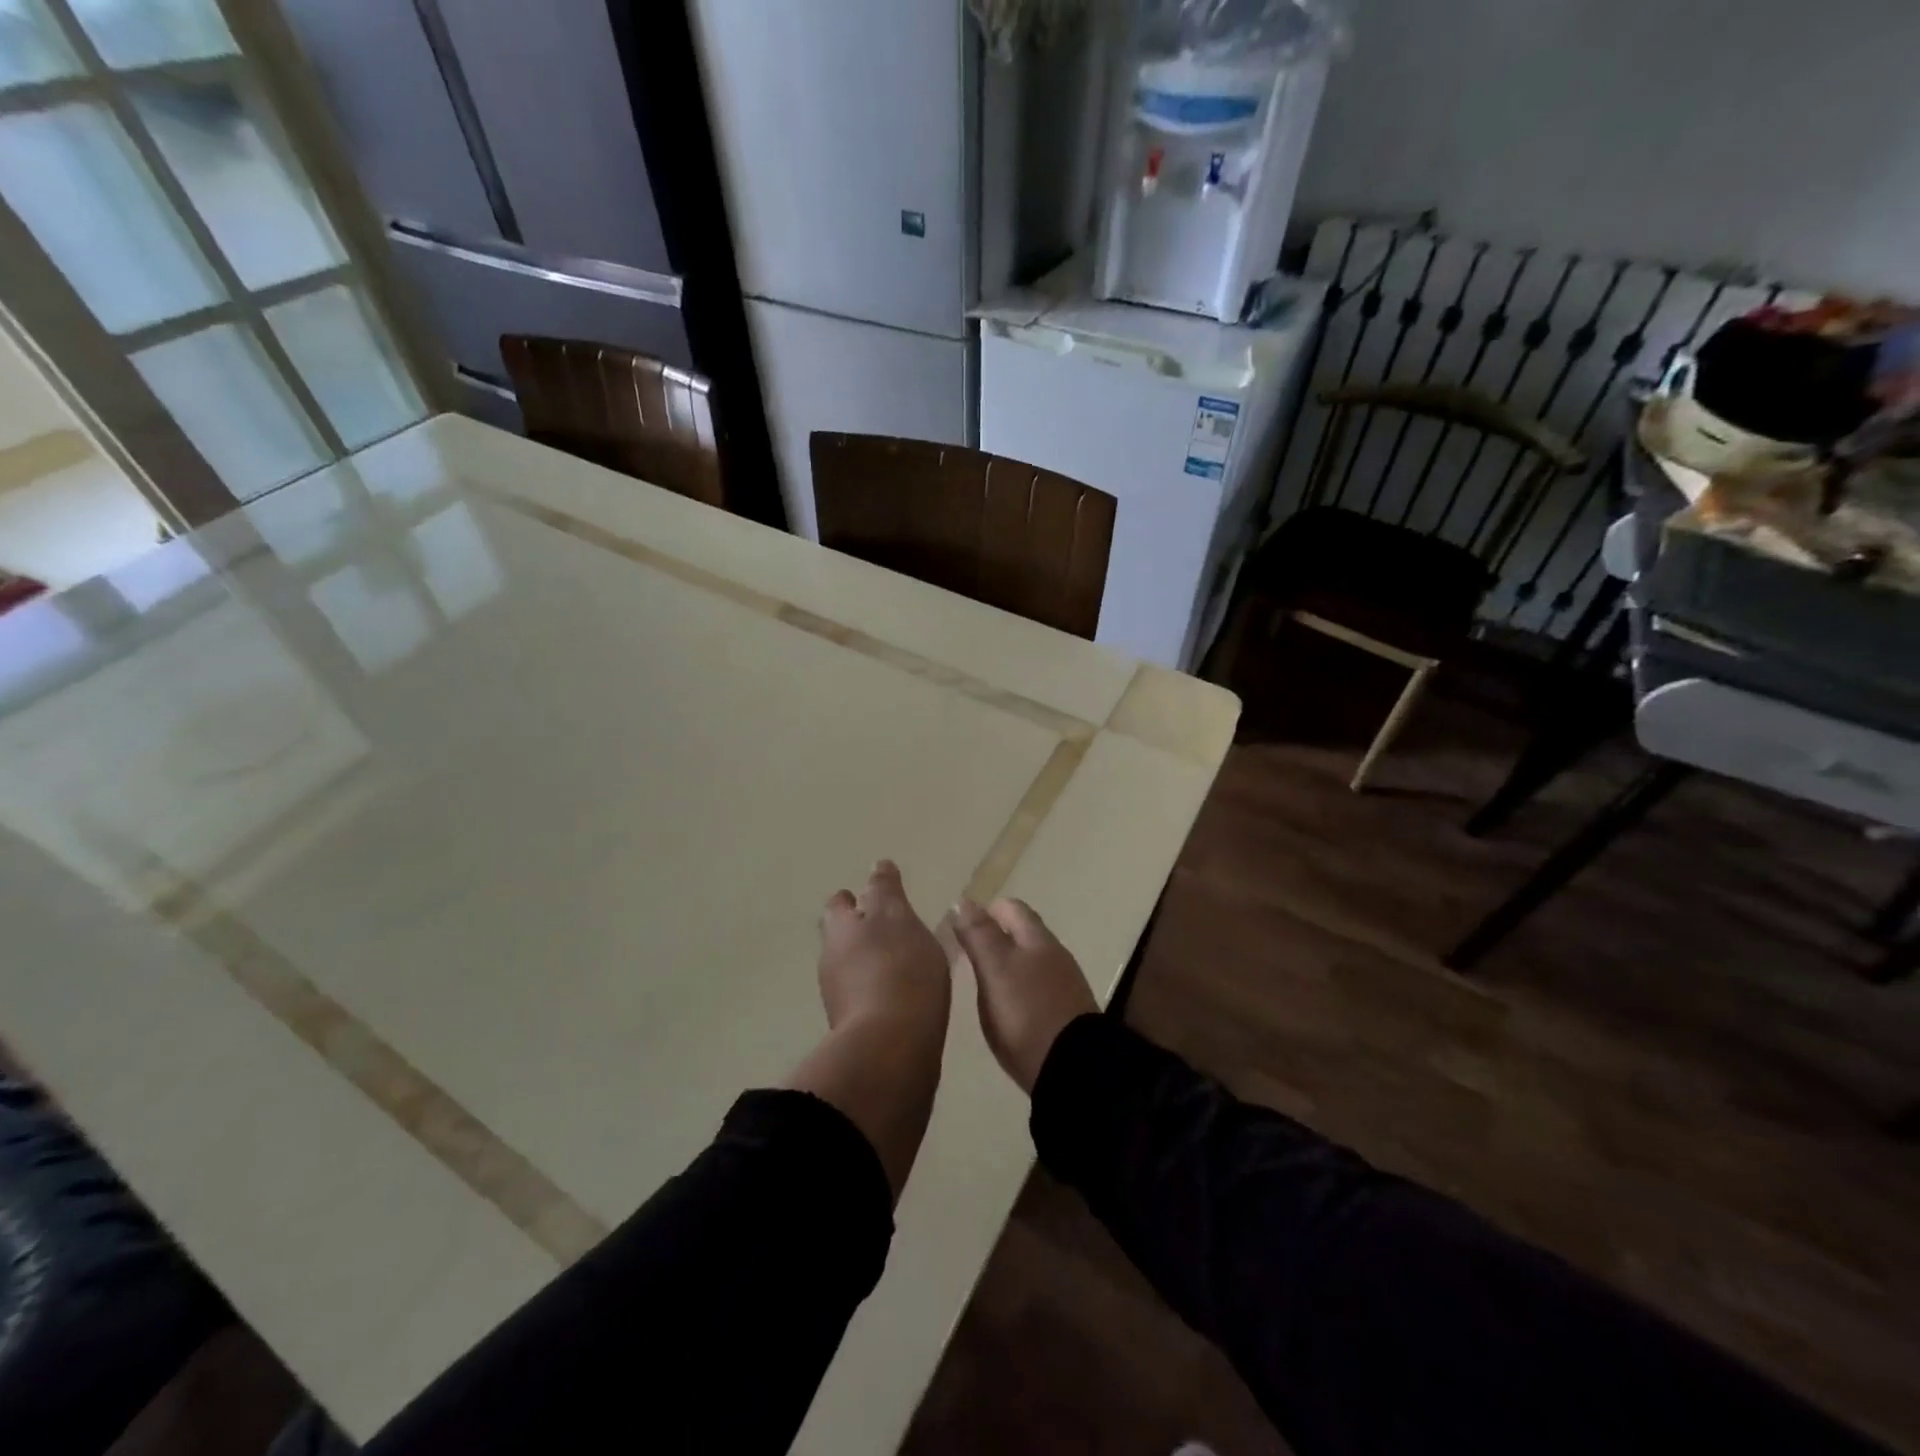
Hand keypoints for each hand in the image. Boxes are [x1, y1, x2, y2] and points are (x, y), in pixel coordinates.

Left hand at [818, 861, 949, 1035]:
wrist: (891, 1050)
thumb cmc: (898, 969)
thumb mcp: (897, 917)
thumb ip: (886, 890)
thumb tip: (877, 865)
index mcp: (840, 928)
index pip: (840, 904)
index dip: (854, 899)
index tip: (872, 897)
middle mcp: (831, 960)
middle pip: (841, 938)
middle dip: (860, 931)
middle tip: (890, 928)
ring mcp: (840, 998)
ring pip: (852, 969)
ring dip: (871, 962)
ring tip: (904, 961)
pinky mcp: (856, 1029)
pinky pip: (867, 998)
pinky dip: (881, 990)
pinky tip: (905, 994)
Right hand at [953, 898, 1095, 1093]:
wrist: (1073, 1068)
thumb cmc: (1027, 1012)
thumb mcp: (995, 969)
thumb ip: (979, 935)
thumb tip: (963, 900)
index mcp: (1037, 938)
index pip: (1011, 908)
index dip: (986, 910)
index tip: (961, 925)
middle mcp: (1054, 954)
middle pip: (1023, 933)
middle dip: (996, 936)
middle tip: (966, 953)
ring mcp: (1064, 984)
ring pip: (1031, 961)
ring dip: (1007, 963)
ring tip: (980, 980)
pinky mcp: (1065, 1013)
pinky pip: (1037, 987)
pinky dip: (1018, 987)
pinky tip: (1005, 1006)